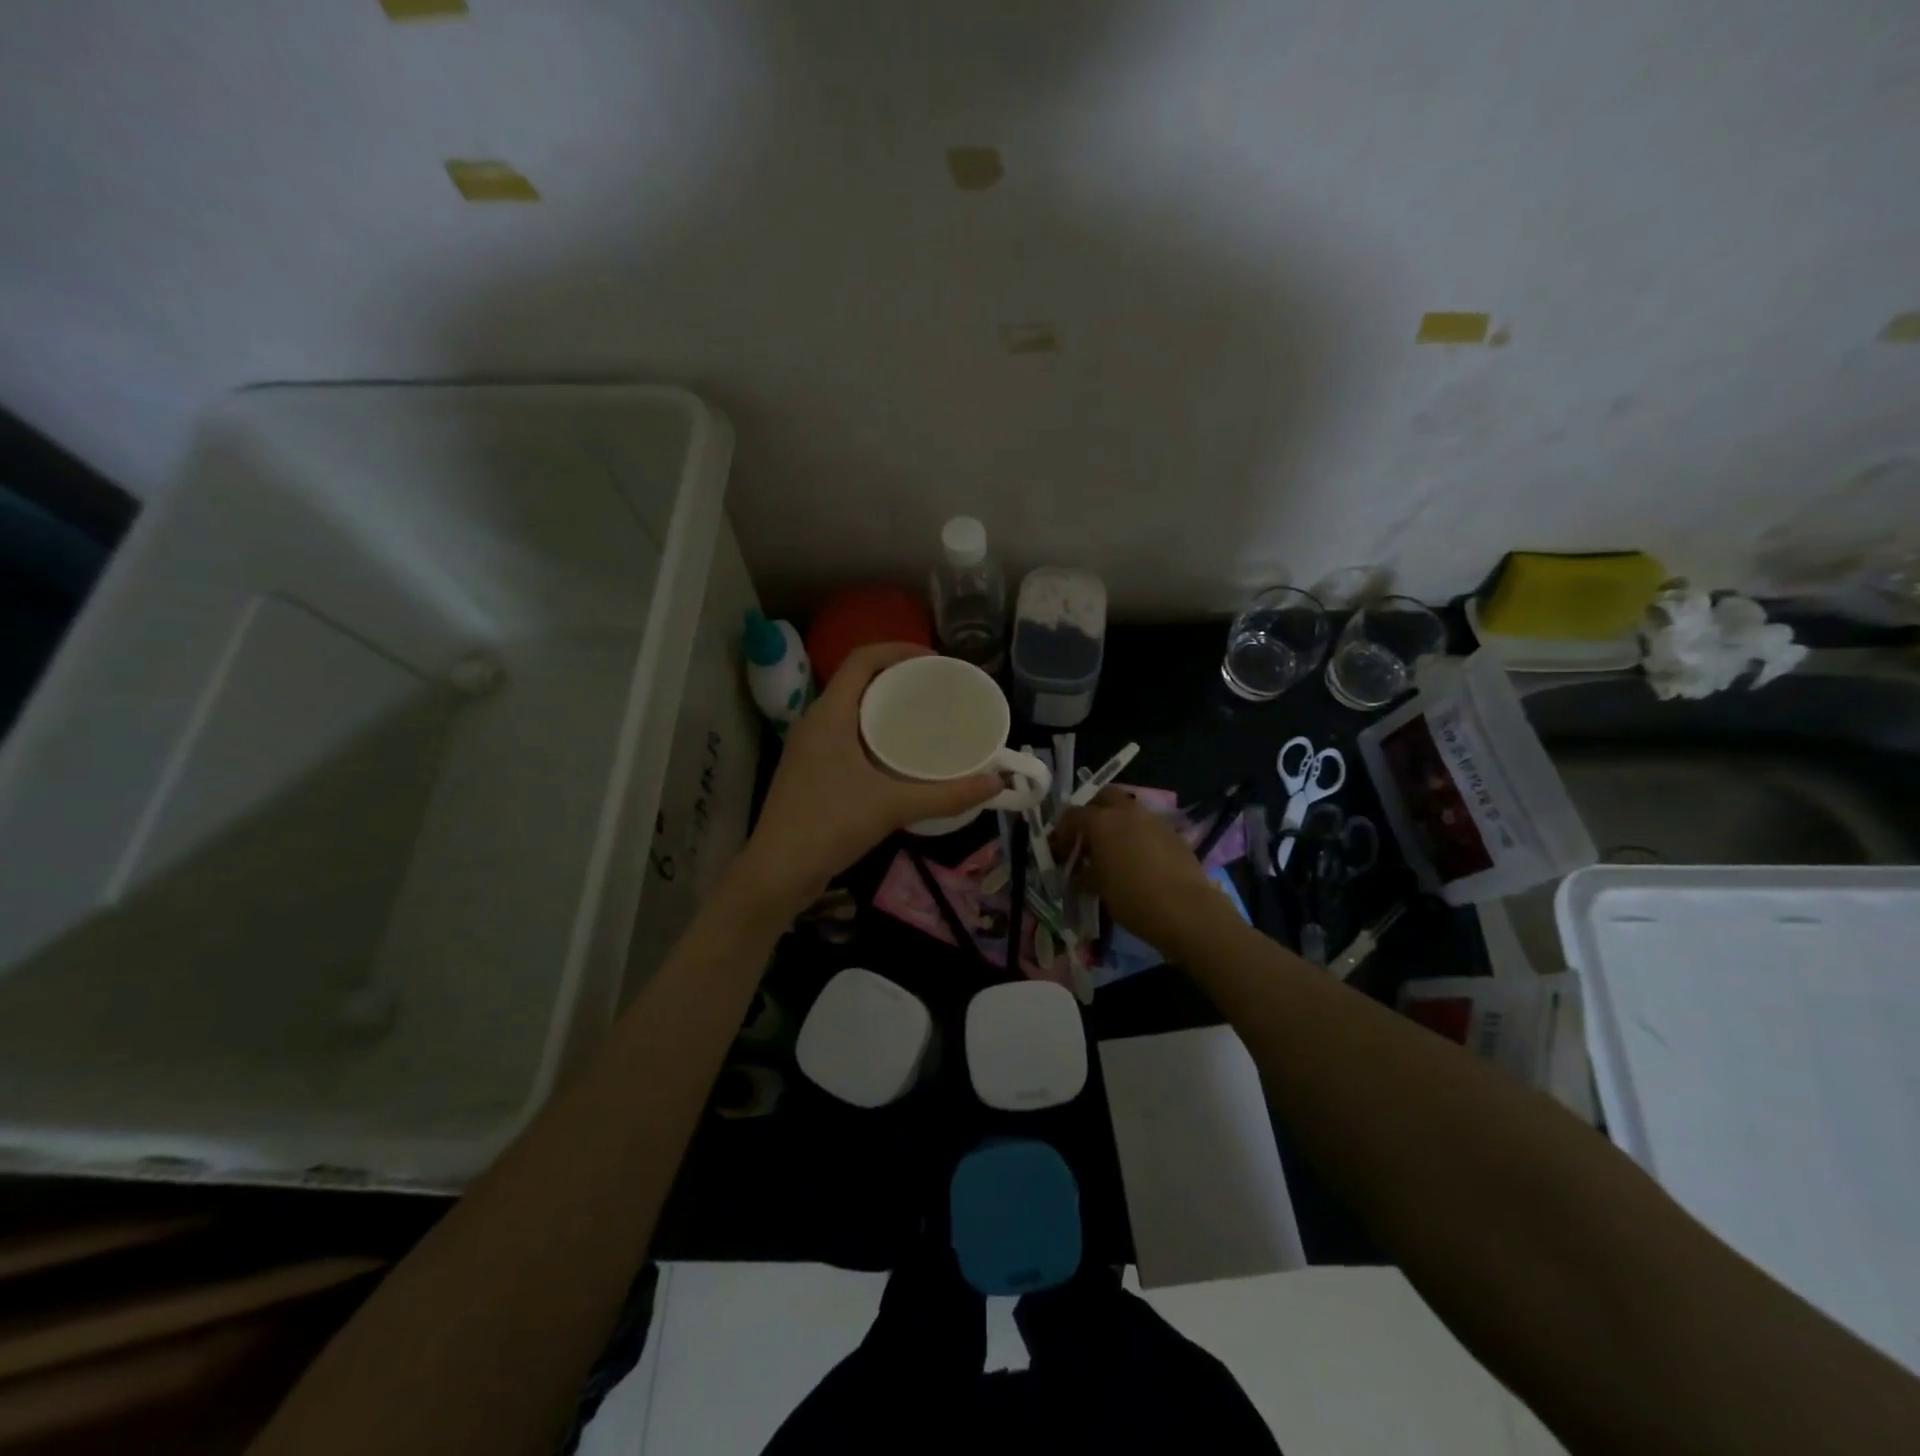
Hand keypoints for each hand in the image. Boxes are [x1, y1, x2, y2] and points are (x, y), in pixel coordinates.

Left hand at [739, 643, 1002, 913]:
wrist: (777, 872)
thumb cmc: (830, 825)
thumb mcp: (893, 806)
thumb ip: (946, 794)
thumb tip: (995, 783)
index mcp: (829, 714)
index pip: (861, 660)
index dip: (898, 651)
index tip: (935, 663)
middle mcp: (815, 723)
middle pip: (857, 682)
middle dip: (897, 680)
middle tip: (936, 692)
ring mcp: (809, 748)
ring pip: (851, 711)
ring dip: (884, 709)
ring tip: (923, 720)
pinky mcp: (810, 772)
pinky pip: (846, 736)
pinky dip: (873, 735)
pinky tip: (898, 759)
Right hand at [1053, 788, 1221, 953]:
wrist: (1185, 910)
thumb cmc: (1132, 898)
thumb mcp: (1098, 887)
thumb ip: (1085, 871)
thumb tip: (1080, 869)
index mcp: (1101, 821)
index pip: (1072, 815)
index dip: (1062, 832)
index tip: (1059, 851)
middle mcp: (1126, 811)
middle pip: (1103, 797)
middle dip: (1092, 812)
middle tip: (1087, 838)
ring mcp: (1153, 819)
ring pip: (1129, 809)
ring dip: (1117, 822)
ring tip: (1113, 849)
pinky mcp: (1173, 832)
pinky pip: (1147, 825)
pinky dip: (1137, 834)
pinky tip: (1138, 858)